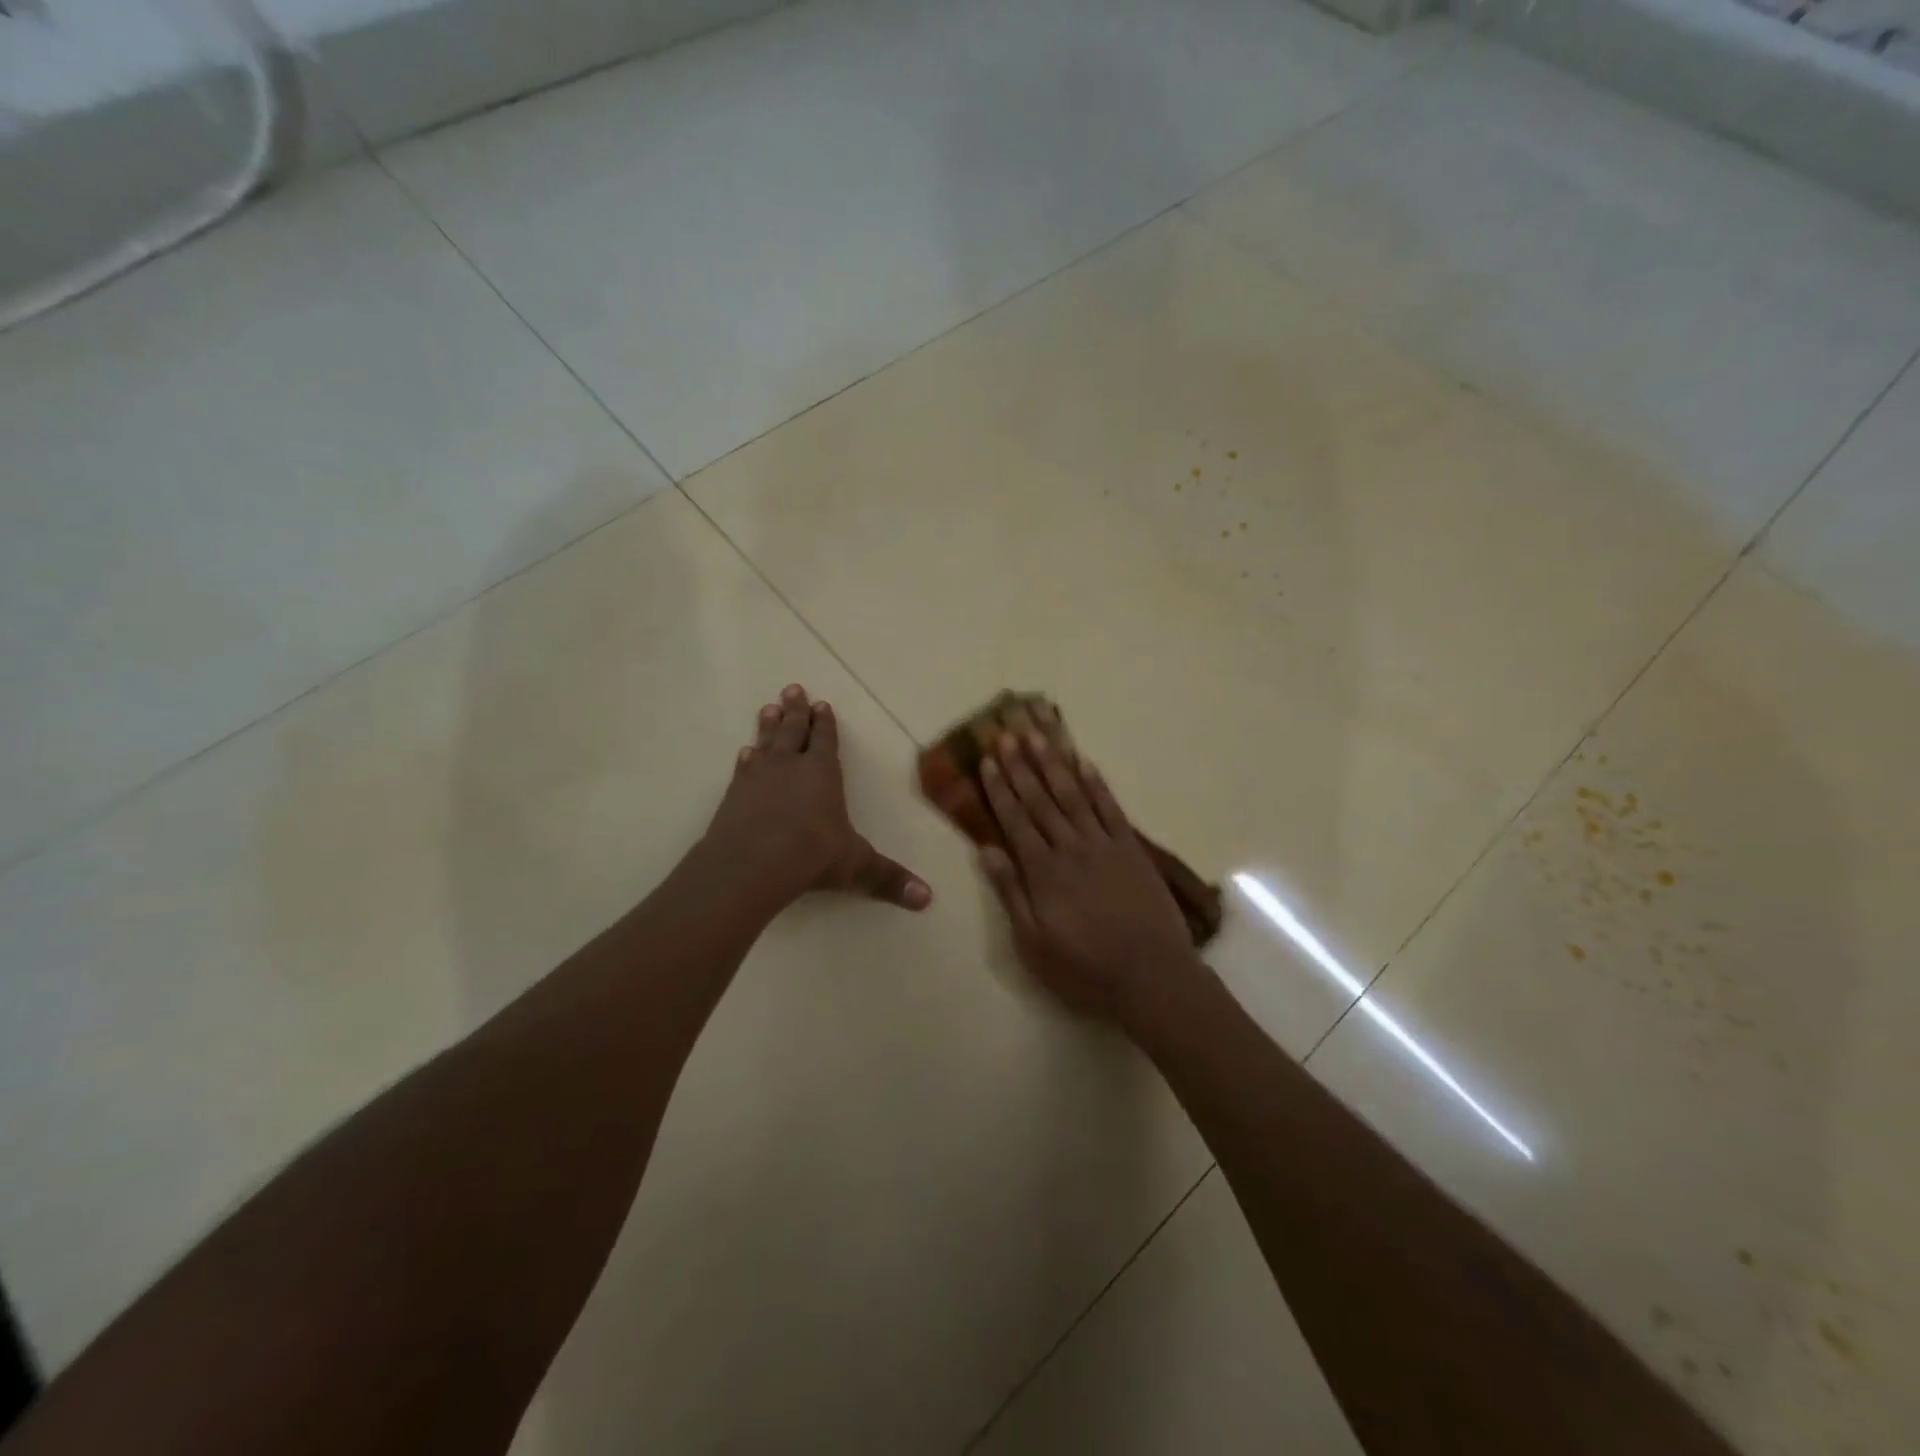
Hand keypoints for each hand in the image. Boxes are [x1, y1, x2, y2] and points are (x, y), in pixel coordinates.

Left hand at [706, 684, 931, 911]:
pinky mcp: (734, 795)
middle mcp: (790, 767)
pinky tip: (744, 752)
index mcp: (822, 773)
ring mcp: (758, 778)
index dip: (825, 723)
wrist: (752, 863)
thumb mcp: (857, 866)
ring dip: (769, 725)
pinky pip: (743, 769)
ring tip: (769, 707)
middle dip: (796, 711)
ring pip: (766, 742)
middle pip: (793, 731)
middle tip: (793, 688)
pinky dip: (746, 759)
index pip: (825, 740)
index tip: (823, 704)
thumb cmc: (812, 855)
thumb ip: (889, 878)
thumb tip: (928, 899)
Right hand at [977, 731, 1199, 1022]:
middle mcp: (1070, 848)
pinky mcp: (1132, 849)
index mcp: (1043, 872)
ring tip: (1039, 735)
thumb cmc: (1085, 969)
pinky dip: (1096, 783)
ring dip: (1054, 764)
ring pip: (1073, 795)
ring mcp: (1104, 845)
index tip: (988, 760)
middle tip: (1008, 733)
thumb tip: (987, 849)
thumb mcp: (1034, 944)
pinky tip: (1084, 762)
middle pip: (1041, 800)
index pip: (1015, 821)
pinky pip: (1110, 808)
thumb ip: (1011, 894)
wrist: (1152, 976)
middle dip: (1022, 766)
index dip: (1000, 789)